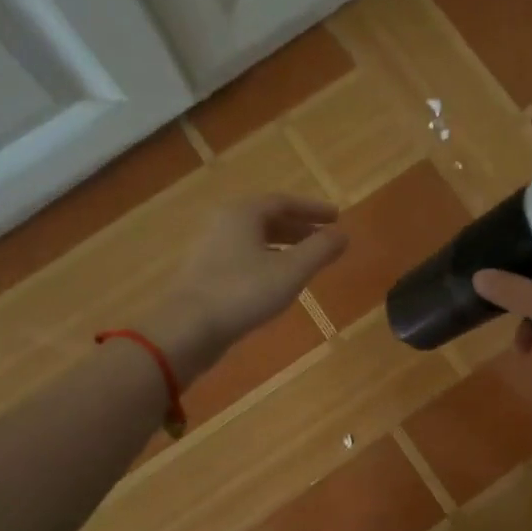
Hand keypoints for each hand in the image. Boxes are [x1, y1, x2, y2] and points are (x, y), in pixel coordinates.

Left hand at [142, 195, 345, 381]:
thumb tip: (343, 235)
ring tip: (307, 262)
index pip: (283, 201)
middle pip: (267, 218)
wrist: (187, 329)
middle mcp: (224, 224)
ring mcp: (211, 249)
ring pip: (255, 239)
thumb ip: (320, 250)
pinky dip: (267, 261)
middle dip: (299, 228)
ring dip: (284, 246)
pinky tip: (278, 282)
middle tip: (324, 240)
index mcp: (243, 213)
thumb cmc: (243, 292)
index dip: (313, 209)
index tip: (337, 218)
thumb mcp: (291, 271)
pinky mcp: (206, 274)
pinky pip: (244, 257)